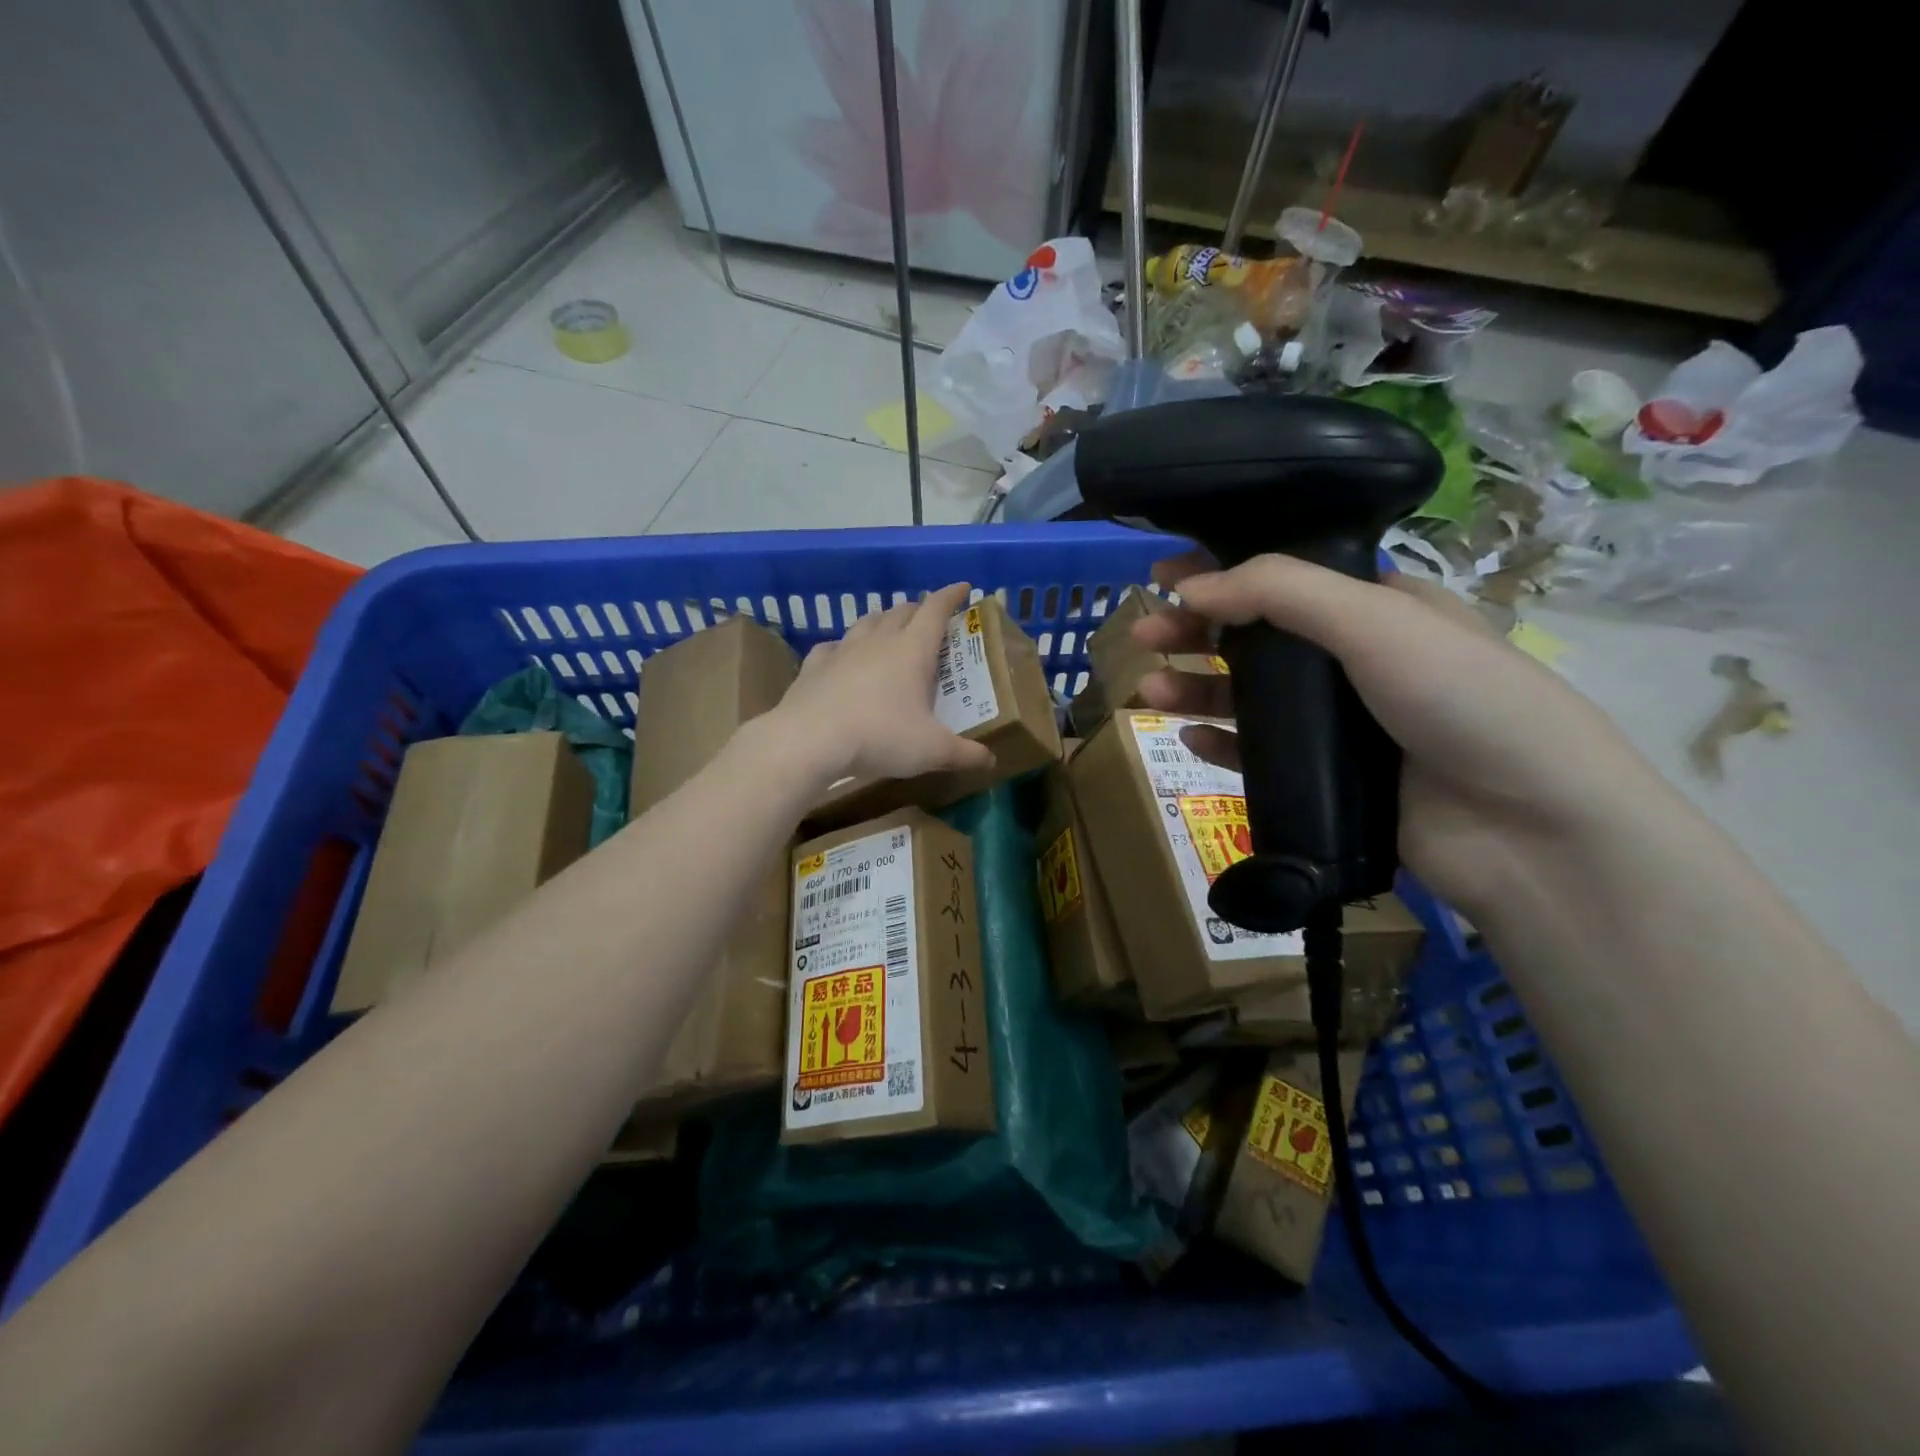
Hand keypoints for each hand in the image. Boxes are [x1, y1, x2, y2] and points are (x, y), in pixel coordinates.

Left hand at [771, 581, 994, 790]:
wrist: (810, 740)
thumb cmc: (880, 737)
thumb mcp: (931, 750)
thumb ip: (964, 754)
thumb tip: (991, 760)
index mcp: (912, 650)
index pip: (935, 610)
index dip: (951, 596)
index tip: (963, 588)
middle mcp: (878, 640)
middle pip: (901, 611)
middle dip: (918, 609)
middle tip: (929, 619)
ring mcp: (843, 649)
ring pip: (867, 622)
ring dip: (883, 621)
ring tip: (890, 631)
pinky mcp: (814, 665)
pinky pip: (833, 646)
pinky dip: (845, 647)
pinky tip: (843, 657)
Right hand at [1132, 552, 1667, 916]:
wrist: (1528, 829)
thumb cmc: (1463, 701)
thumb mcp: (1377, 621)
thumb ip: (1280, 592)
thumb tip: (1189, 586)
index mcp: (1379, 608)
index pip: (1286, 578)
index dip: (1224, 572)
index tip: (1165, 575)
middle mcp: (1356, 661)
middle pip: (1256, 637)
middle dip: (1195, 631)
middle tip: (1141, 633)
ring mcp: (1341, 725)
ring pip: (1250, 698)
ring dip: (1196, 688)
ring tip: (1150, 690)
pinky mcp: (1327, 780)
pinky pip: (1258, 755)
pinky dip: (1220, 744)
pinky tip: (1189, 739)